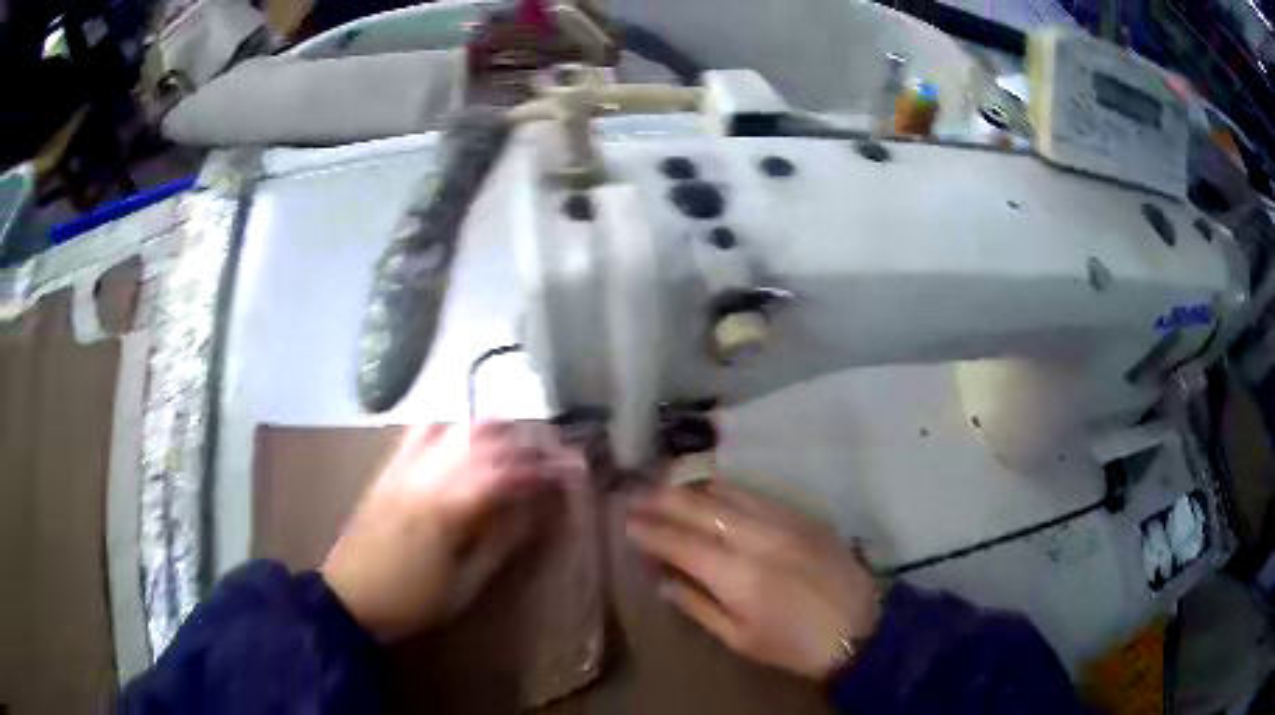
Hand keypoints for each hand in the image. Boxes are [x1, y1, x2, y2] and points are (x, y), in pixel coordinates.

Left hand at [322, 421, 579, 641]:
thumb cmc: (412, 601)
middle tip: (548, 452)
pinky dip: (445, 427)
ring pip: (452, 429)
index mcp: (448, 509)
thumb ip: (501, 543)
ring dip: (488, 428)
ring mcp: (403, 469)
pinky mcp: (387, 471)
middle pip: (482, 442)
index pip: (505, 474)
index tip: (568, 470)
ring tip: (514, 436)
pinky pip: (416, 435)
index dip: (541, 469)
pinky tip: (459, 433)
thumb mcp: (465, 584)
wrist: (350, 598)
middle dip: (522, 442)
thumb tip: (536, 511)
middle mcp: (425, 478)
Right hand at [626, 481, 881, 679]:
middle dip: (662, 499)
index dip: (649, 531)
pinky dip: (724, 489)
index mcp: (737, 575)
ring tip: (666, 489)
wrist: (861, 625)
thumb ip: (697, 605)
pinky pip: (754, 492)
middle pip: (698, 506)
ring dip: (690, 487)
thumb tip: (663, 579)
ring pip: (726, 490)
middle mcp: (756, 537)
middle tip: (636, 497)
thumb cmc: (794, 644)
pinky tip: (711, 492)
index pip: (679, 542)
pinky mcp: (801, 514)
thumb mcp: (739, 638)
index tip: (626, 522)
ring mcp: (782, 519)